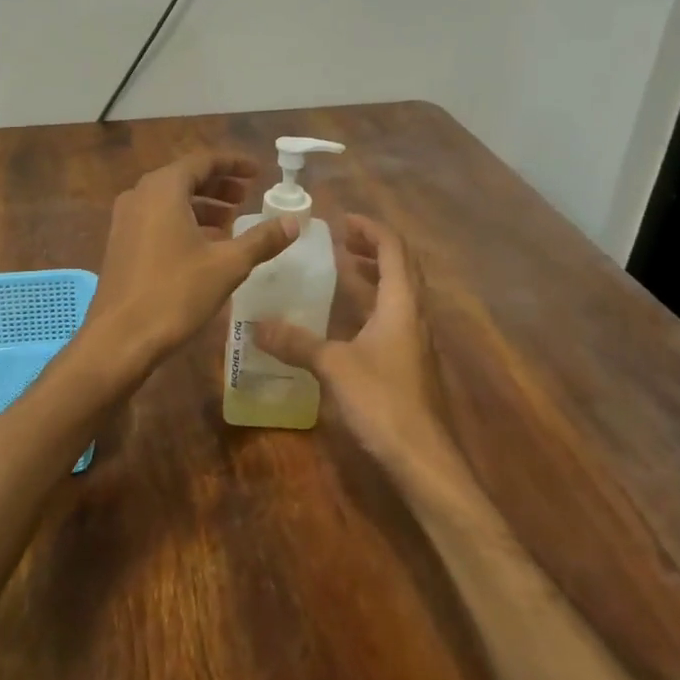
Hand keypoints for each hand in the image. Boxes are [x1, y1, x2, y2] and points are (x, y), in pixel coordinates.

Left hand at [90, 150, 297, 369]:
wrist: (119, 338)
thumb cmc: (175, 293)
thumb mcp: (227, 265)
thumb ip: (262, 239)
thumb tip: (293, 222)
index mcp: (163, 189)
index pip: (203, 161)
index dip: (234, 164)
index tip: (258, 172)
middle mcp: (139, 195)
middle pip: (185, 178)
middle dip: (218, 185)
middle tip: (247, 196)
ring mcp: (125, 220)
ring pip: (170, 200)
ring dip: (202, 205)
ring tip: (231, 221)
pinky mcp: (120, 244)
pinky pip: (156, 219)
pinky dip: (183, 222)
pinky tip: (204, 246)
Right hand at [254, 217, 463, 484]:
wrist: (424, 459)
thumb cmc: (383, 401)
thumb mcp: (334, 366)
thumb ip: (297, 342)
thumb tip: (255, 325)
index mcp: (402, 303)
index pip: (393, 249)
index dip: (370, 229)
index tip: (342, 220)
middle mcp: (416, 314)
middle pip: (402, 266)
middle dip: (374, 247)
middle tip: (342, 239)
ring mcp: (417, 339)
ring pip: (401, 291)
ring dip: (377, 273)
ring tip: (345, 267)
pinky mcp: (413, 361)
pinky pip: (396, 315)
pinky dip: (375, 301)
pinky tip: (350, 317)